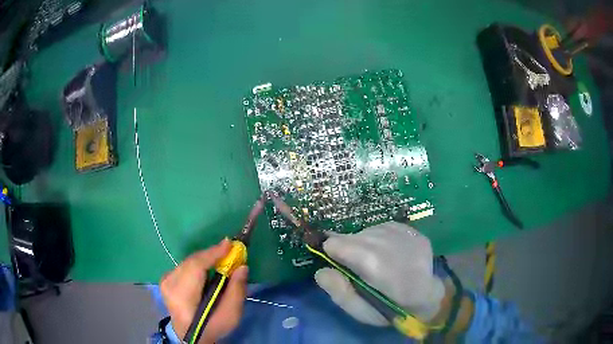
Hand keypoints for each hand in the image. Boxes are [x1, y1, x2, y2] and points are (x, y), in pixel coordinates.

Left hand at [160, 239, 248, 343]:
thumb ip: (237, 291)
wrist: (191, 335)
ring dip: (206, 258)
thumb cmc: (212, 327)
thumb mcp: (230, 315)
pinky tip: (208, 266)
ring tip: (221, 257)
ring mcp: (165, 281)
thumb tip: (242, 267)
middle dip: (211, 254)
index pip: (195, 267)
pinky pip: (185, 265)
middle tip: (230, 250)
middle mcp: (170, 284)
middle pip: (192, 261)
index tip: (229, 244)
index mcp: (183, 296)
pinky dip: (198, 263)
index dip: (212, 253)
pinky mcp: (166, 279)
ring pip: (189, 262)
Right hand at [314, 221, 445, 325]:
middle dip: (349, 249)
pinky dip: (381, 239)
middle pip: (352, 236)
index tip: (337, 264)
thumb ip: (339, 291)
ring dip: (365, 244)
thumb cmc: (391, 309)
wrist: (428, 297)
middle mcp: (387, 241)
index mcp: (373, 264)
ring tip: (377, 262)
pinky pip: (384, 227)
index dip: (332, 253)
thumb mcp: (361, 311)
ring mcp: (403, 232)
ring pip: (368, 230)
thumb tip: (321, 270)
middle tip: (359, 268)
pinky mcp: (412, 229)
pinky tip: (390, 254)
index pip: (336, 243)